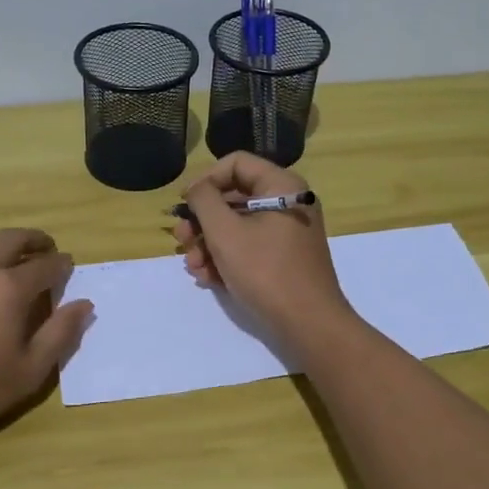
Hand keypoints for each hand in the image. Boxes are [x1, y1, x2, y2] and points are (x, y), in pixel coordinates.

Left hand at [0, 228, 94, 437]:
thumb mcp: (30, 371)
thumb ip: (61, 333)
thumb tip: (85, 304)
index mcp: (9, 288)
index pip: (45, 265)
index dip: (61, 263)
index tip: (67, 265)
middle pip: (12, 238)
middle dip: (34, 240)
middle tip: (44, 248)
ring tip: (5, 252)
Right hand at [172, 153, 353, 351]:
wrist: (308, 324)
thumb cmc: (266, 271)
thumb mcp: (225, 232)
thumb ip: (204, 201)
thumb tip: (196, 189)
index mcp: (281, 186)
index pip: (235, 164)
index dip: (205, 180)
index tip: (184, 205)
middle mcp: (287, 202)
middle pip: (233, 197)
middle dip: (202, 220)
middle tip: (181, 240)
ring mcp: (286, 232)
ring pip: (236, 225)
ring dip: (208, 243)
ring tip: (194, 267)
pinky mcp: (283, 258)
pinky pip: (248, 246)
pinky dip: (225, 258)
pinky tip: (207, 278)